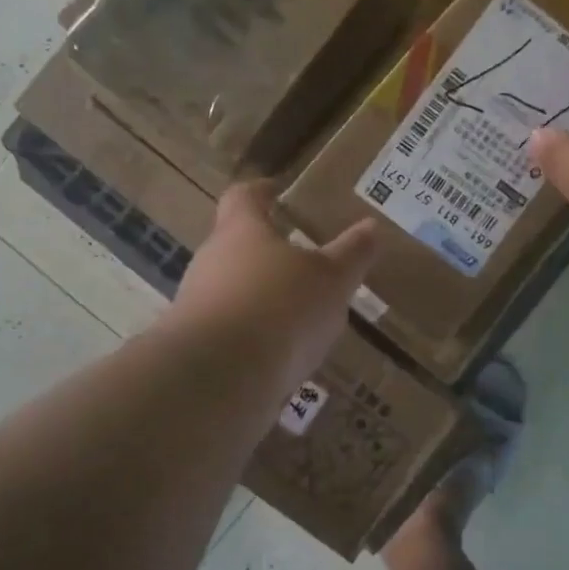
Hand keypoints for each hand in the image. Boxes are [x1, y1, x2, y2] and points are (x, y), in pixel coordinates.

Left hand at [166, 181, 378, 385]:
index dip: (262, 191)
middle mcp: (211, 261)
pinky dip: (255, 337)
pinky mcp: (197, 347)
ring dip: (262, 298)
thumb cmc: (279, 307)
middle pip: (235, 245)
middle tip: (303, 260)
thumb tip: (371, 226)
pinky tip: (282, 356)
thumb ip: (351, 254)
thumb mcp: (331, 279)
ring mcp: (198, 305)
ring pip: (233, 291)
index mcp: (241, 231)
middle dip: (267, 251)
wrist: (218, 377)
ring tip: (299, 314)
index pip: (244, 197)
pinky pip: (231, 332)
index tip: (277, 191)